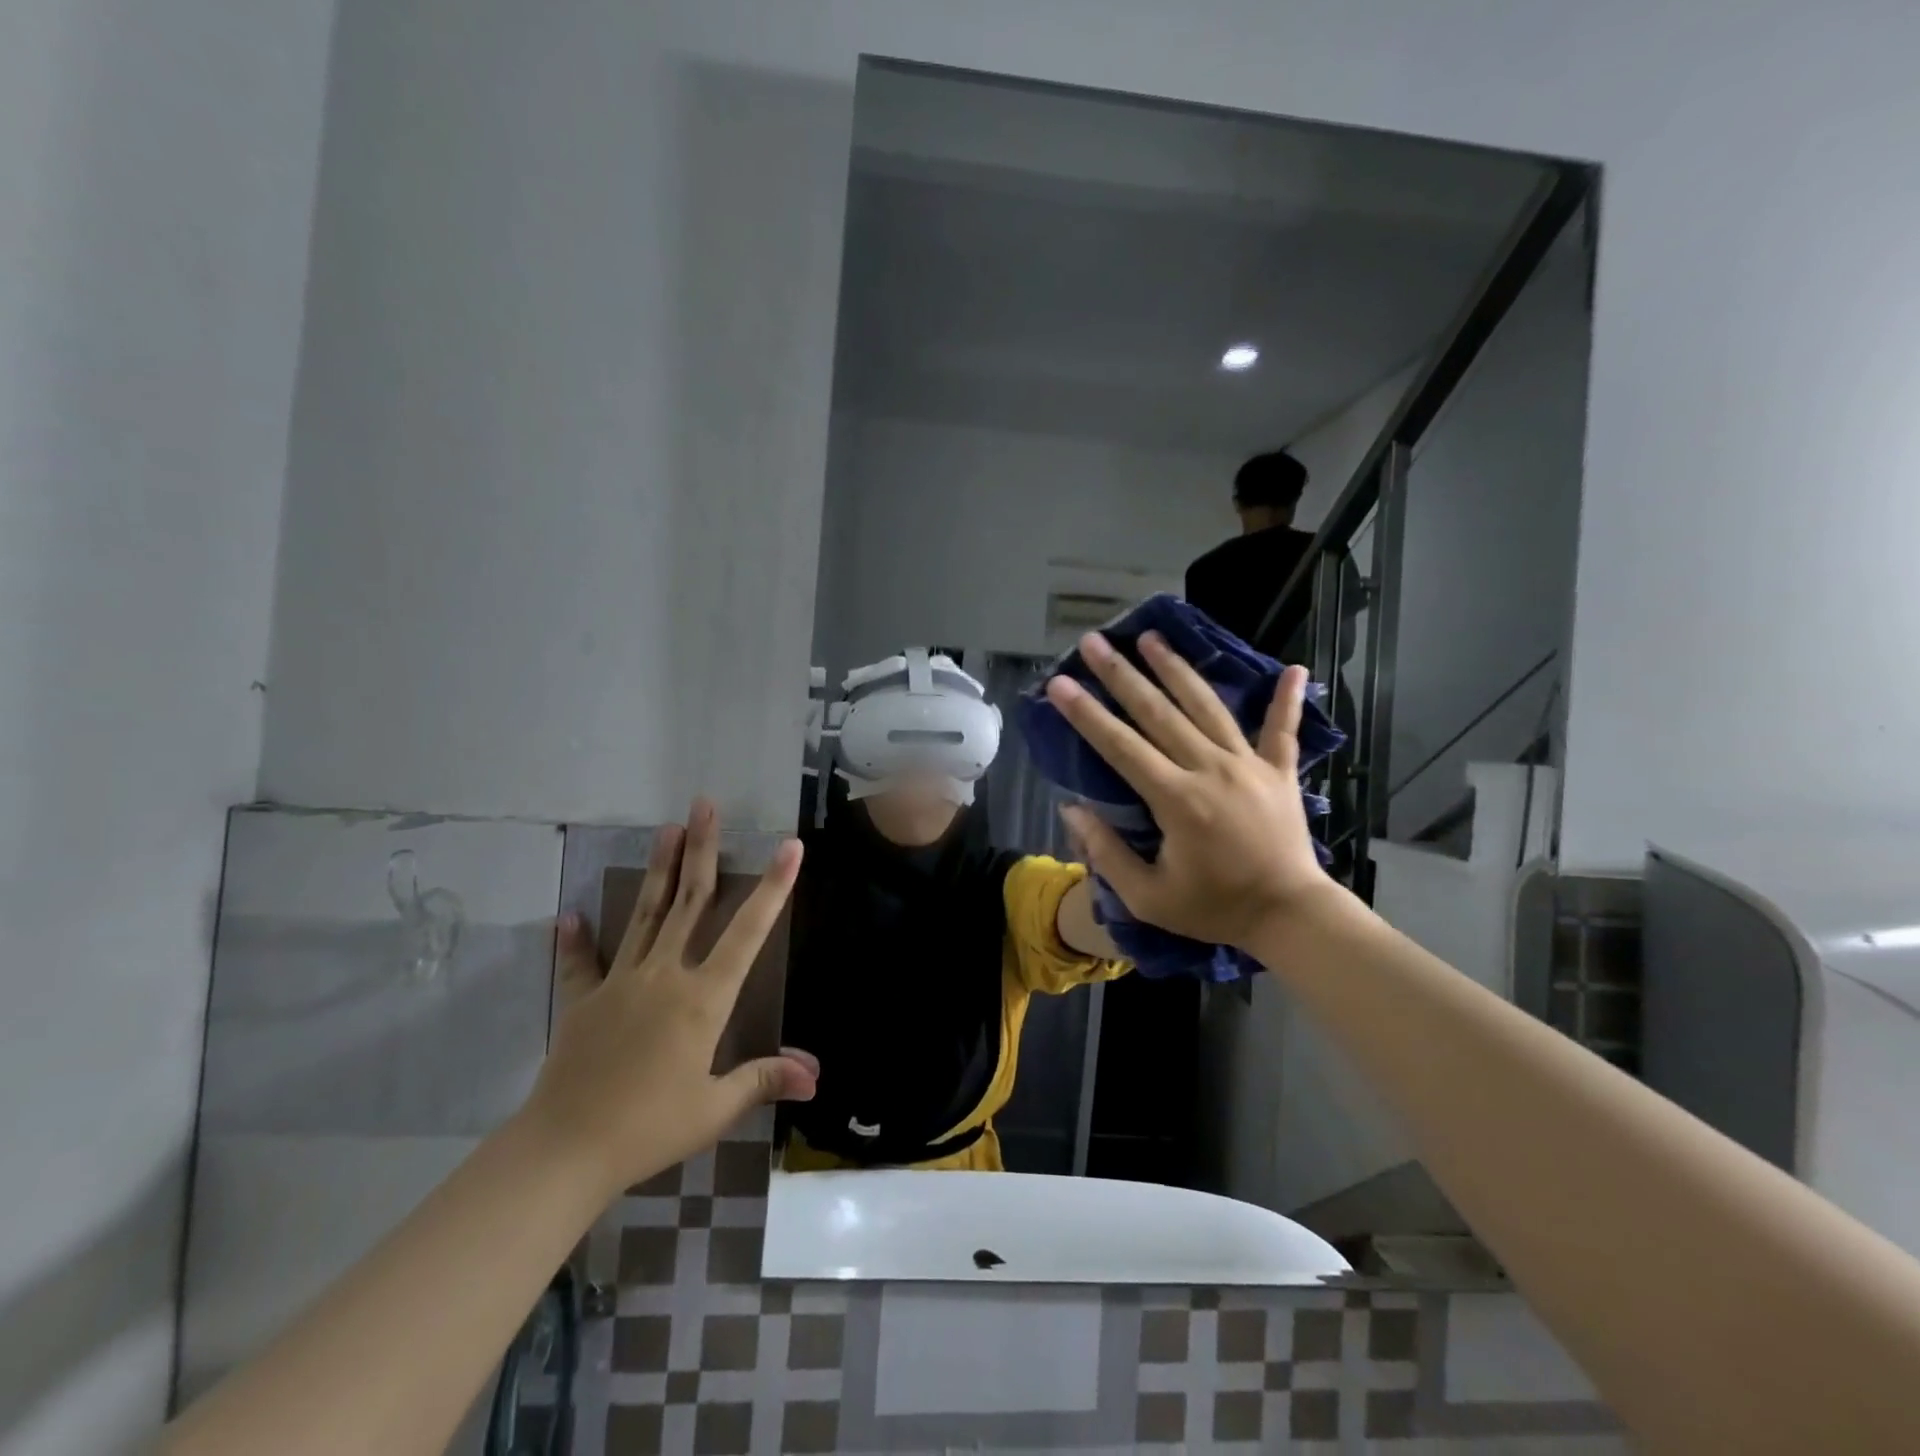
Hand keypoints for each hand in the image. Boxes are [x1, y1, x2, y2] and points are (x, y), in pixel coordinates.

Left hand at [526, 799, 819, 1196]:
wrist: (565, 1150)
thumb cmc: (650, 1128)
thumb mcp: (715, 1108)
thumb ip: (764, 1079)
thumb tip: (816, 1074)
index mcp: (703, 998)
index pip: (747, 932)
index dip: (772, 888)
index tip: (789, 846)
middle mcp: (665, 975)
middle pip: (690, 901)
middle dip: (702, 850)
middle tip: (705, 806)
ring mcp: (621, 982)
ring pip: (646, 914)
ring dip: (659, 869)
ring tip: (667, 828)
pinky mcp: (583, 1000)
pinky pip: (582, 963)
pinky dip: (577, 939)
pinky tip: (570, 914)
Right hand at [1047, 630, 1348, 950]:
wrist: (1290, 916)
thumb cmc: (1214, 908)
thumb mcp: (1148, 898)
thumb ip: (1107, 853)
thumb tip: (1072, 810)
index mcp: (1177, 800)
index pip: (1121, 747)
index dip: (1086, 714)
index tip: (1059, 683)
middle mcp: (1211, 770)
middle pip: (1159, 713)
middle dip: (1121, 675)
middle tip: (1093, 643)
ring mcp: (1249, 765)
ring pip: (1207, 706)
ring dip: (1177, 669)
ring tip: (1151, 637)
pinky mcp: (1280, 772)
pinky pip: (1283, 730)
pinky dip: (1288, 700)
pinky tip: (1295, 668)